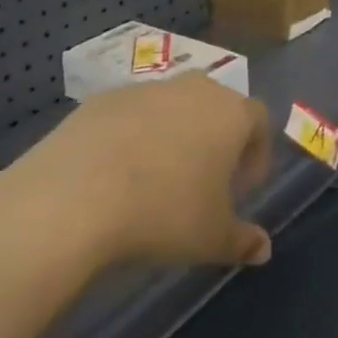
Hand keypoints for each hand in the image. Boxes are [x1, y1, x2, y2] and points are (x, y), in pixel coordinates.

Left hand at [0, 74, 274, 273]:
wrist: (75, 195)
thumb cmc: (162, 214)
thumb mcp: (211, 239)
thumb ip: (242, 241)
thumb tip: (263, 249)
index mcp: (230, 113)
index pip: (259, 121)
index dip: (256, 155)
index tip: (241, 190)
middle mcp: (195, 89)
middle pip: (216, 106)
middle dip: (216, 139)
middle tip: (203, 182)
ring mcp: (148, 88)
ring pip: (173, 106)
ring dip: (173, 135)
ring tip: (156, 180)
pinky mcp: (106, 97)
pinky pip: (132, 114)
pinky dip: (132, 136)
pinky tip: (115, 174)